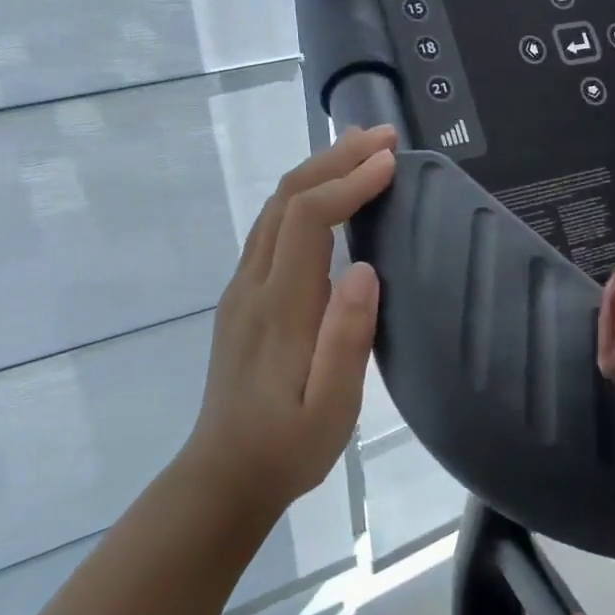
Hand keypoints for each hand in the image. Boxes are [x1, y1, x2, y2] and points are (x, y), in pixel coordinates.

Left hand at [182, 126, 395, 514]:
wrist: (224, 476)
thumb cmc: (288, 447)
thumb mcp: (332, 408)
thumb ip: (346, 339)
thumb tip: (363, 269)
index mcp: (279, 307)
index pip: (307, 219)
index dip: (348, 183)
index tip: (390, 163)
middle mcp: (253, 285)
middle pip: (285, 199)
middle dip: (334, 159)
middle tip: (381, 137)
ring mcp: (242, 289)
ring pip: (273, 209)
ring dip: (316, 171)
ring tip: (357, 149)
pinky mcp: (243, 299)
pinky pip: (270, 229)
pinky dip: (302, 197)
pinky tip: (325, 197)